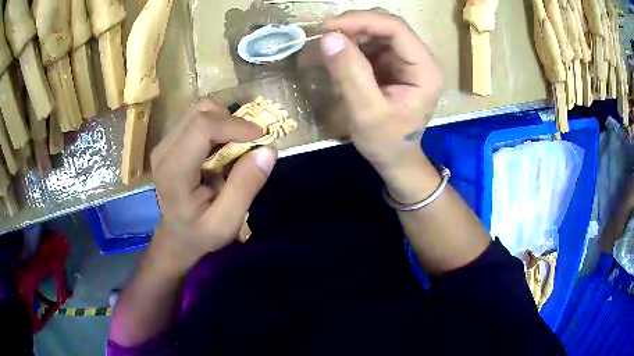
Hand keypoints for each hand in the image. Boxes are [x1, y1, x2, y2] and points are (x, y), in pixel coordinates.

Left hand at [148, 99, 276, 272]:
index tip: (261, 137)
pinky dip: (217, 123)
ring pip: (199, 109)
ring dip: (225, 120)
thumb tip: (267, 150)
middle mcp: (164, 150)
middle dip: (232, 120)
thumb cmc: (201, 233)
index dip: (235, 125)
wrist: (177, 236)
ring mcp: (164, 143)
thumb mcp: (227, 222)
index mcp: (174, 172)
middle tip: (250, 142)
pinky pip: (197, 118)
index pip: (202, 128)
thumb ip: (245, 187)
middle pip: (201, 111)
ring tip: (236, 144)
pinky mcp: (170, 140)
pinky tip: (222, 146)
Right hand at [320, 10, 442, 178]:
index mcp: (425, 70)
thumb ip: (350, 74)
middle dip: (354, 25)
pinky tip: (337, 53)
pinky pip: (371, 43)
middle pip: (387, 25)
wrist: (395, 158)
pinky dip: (351, 43)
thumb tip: (329, 37)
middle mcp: (419, 58)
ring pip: (377, 30)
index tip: (328, 27)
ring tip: (327, 45)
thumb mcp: (367, 113)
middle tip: (324, 35)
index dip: (362, 20)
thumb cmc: (386, 142)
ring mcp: (406, 59)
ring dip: (351, 33)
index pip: (396, 29)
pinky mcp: (392, 63)